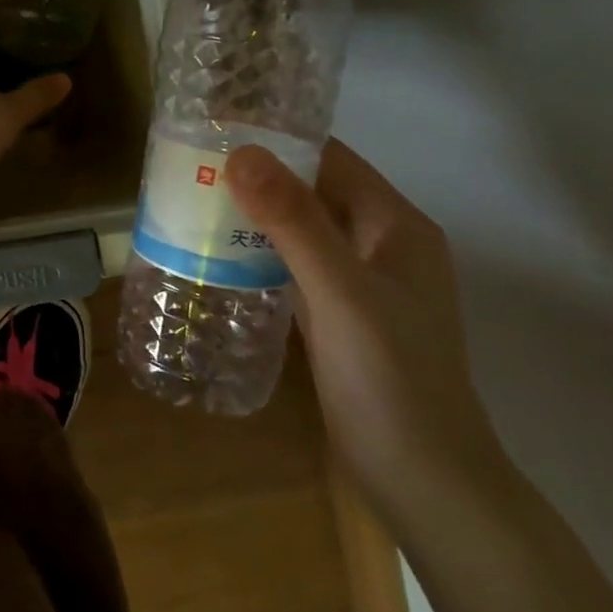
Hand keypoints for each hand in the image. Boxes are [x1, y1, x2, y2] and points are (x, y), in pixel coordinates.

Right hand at [225, 139, 506, 526]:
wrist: (423, 481)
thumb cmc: (390, 378)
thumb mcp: (339, 293)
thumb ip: (293, 222)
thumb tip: (240, 152)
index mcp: (395, 226)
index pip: (331, 158)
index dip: (277, 139)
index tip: (214, 130)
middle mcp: (380, 245)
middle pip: (312, 191)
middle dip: (256, 177)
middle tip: (188, 167)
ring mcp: (360, 283)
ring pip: (299, 230)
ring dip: (253, 216)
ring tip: (190, 203)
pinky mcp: (339, 316)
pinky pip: (293, 267)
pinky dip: (258, 255)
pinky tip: (216, 257)